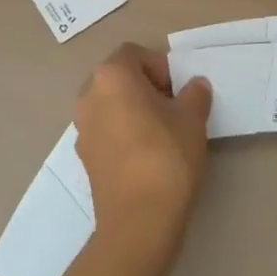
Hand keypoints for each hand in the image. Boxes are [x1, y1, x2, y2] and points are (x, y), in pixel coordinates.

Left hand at [74, 44, 211, 249]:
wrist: (139, 221)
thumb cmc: (167, 156)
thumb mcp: (192, 118)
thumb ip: (194, 94)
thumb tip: (194, 86)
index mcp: (112, 77)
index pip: (135, 54)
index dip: (160, 66)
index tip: (179, 91)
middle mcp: (89, 96)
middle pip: (119, 78)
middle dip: (146, 87)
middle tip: (174, 109)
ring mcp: (82, 128)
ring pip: (110, 105)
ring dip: (133, 110)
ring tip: (162, 133)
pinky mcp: (84, 157)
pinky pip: (105, 131)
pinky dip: (123, 134)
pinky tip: (146, 156)